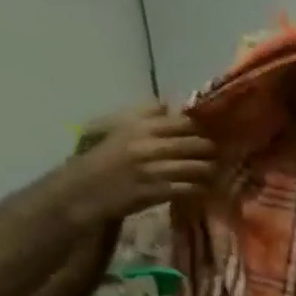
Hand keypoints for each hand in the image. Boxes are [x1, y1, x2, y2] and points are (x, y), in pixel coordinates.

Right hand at [60, 106, 217, 225]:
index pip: (184, 122)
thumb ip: (143, 115)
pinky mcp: (156, 191)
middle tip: (214, 156)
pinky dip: (201, 188)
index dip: (200, 130)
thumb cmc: (102, 158)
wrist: (81, 191)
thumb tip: (170, 103)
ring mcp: (152, 169)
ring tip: (212, 173)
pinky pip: (191, 188)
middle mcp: (147, 145)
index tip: (204, 136)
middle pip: (198, 143)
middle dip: (211, 151)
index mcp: (137, 126)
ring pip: (200, 166)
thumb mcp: (116, 128)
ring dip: (210, 171)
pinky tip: (202, 188)